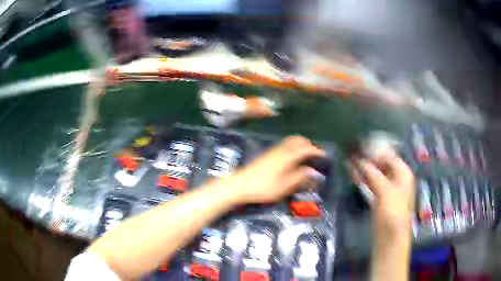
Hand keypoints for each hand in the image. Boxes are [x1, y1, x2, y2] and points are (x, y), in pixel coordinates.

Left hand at [229, 136, 324, 203]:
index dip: (317, 151)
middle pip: (298, 140)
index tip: (325, 156)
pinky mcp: (267, 154)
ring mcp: (273, 151)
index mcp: (288, 156)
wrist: (240, 185)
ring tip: (305, 156)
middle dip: (309, 145)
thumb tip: (313, 170)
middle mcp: (281, 150)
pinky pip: (284, 145)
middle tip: (315, 155)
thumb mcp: (285, 186)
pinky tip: (292, 158)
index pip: (306, 149)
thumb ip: (300, 177)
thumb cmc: (264, 187)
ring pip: (290, 141)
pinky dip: (292, 147)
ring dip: (300, 145)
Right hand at [352, 156, 414, 238]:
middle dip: (368, 158)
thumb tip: (359, 159)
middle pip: (382, 164)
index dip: (376, 151)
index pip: (389, 156)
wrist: (390, 239)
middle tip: (352, 152)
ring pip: (375, 174)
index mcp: (403, 174)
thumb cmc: (393, 213)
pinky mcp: (379, 198)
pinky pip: (371, 184)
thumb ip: (373, 174)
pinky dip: (363, 178)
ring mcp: (387, 189)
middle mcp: (396, 179)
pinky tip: (352, 173)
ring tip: (349, 159)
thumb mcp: (385, 191)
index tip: (360, 147)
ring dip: (363, 168)